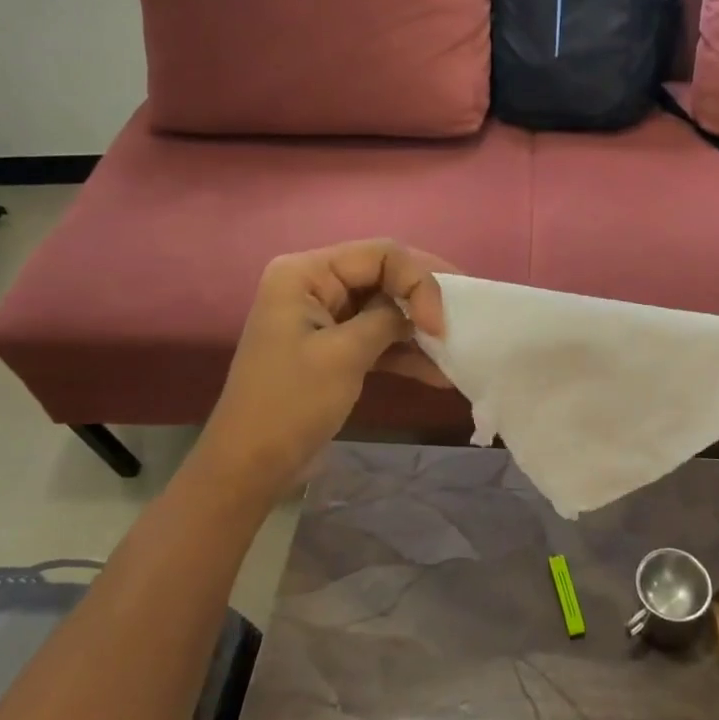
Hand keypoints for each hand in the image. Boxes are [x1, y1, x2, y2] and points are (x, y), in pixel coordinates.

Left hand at [189, 240, 451, 503]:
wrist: (251, 465)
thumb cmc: (291, 403)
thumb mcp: (343, 355)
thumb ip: (386, 321)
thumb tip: (418, 312)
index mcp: (305, 273)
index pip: (379, 254)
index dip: (418, 281)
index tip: (439, 324)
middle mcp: (314, 285)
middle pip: (384, 275)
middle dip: (424, 298)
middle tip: (467, 313)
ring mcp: (325, 317)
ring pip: (385, 308)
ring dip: (418, 329)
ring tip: (457, 347)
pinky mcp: (333, 347)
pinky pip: (377, 337)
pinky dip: (405, 353)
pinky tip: (438, 373)